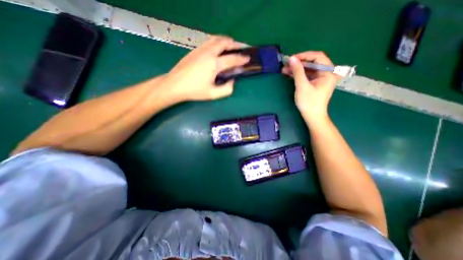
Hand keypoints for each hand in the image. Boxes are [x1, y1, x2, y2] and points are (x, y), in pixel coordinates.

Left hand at [162, 35, 249, 101]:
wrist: (175, 85)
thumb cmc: (194, 91)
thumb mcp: (213, 94)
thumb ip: (226, 90)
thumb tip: (232, 81)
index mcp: (214, 64)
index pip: (232, 59)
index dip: (241, 59)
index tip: (247, 58)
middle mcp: (208, 53)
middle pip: (224, 43)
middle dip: (234, 44)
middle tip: (240, 48)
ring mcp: (200, 49)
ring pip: (215, 39)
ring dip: (225, 40)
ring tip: (230, 45)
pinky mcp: (194, 50)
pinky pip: (208, 41)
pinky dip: (216, 41)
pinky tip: (217, 47)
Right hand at [280, 50, 338, 122]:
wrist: (312, 116)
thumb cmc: (309, 102)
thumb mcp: (302, 86)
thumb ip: (298, 71)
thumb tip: (292, 59)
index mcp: (328, 72)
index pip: (318, 57)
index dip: (304, 56)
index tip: (292, 58)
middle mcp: (326, 73)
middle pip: (313, 63)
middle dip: (299, 63)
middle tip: (286, 64)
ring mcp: (320, 78)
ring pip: (308, 69)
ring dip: (297, 69)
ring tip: (284, 69)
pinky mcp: (315, 83)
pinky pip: (307, 75)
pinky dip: (298, 74)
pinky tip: (289, 74)